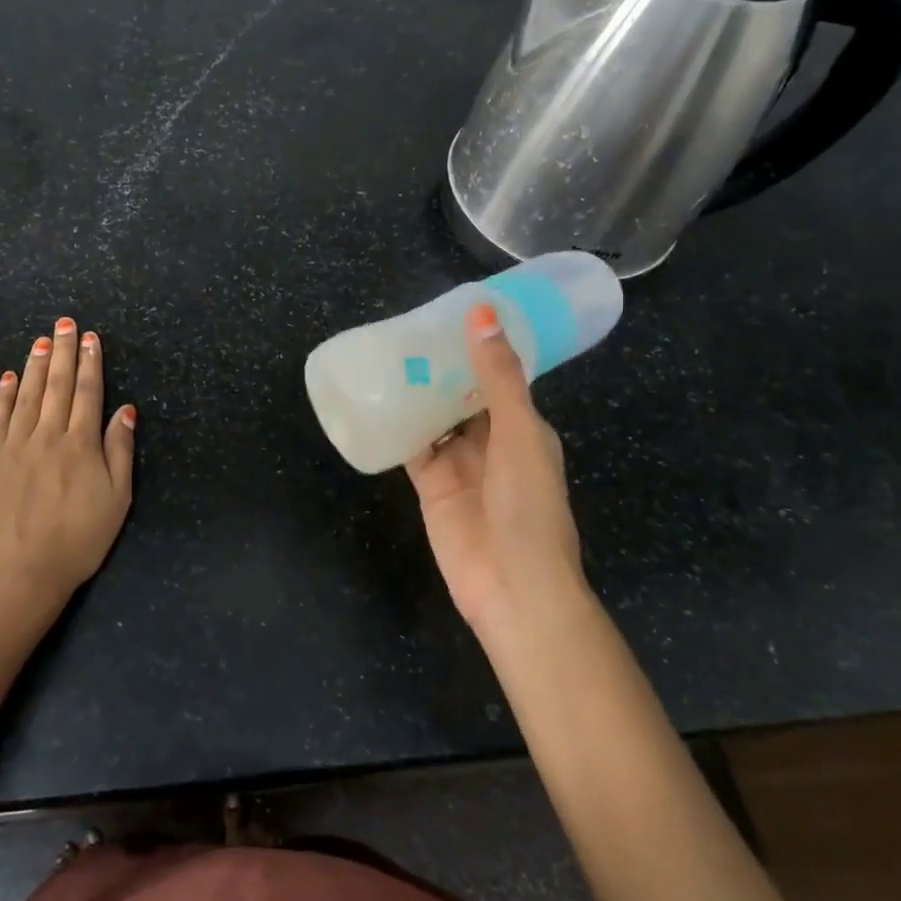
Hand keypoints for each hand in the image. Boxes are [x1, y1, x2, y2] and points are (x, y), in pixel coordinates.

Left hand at [0, 318, 135, 617]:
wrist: (20, 573)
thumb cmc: (78, 540)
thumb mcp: (117, 500)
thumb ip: (120, 451)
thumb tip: (126, 410)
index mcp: (81, 444)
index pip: (88, 392)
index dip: (90, 362)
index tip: (91, 338)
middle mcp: (47, 435)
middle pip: (57, 384)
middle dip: (63, 351)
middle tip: (65, 323)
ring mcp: (14, 445)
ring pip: (26, 394)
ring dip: (35, 364)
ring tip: (42, 340)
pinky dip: (3, 394)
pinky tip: (8, 376)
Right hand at [405, 302, 584, 639]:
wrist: (512, 587)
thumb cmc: (527, 506)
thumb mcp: (519, 433)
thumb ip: (498, 377)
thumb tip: (482, 313)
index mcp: (522, 426)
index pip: (497, 376)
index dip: (476, 347)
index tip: (447, 315)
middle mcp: (491, 441)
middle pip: (460, 395)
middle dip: (439, 367)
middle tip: (404, 330)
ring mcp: (459, 465)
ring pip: (433, 418)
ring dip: (415, 393)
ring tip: (384, 356)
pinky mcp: (431, 487)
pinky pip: (411, 448)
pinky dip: (396, 428)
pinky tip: (372, 402)